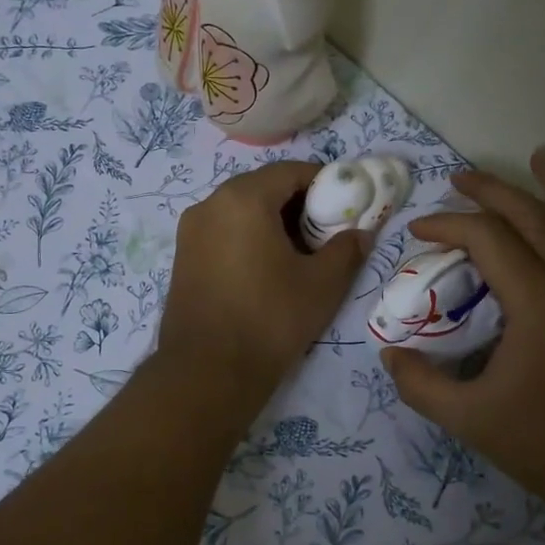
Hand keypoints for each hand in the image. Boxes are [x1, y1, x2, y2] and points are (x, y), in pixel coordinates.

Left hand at [157, 161, 367, 395]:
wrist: (207, 372)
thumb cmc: (270, 319)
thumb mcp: (322, 285)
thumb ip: (346, 250)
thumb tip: (361, 233)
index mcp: (243, 199)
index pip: (291, 172)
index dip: (324, 183)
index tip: (347, 204)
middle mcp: (210, 204)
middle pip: (263, 187)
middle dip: (299, 203)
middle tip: (326, 230)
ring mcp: (191, 231)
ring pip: (241, 210)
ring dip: (273, 221)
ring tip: (300, 252)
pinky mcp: (183, 257)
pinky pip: (223, 231)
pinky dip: (249, 237)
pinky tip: (268, 268)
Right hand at [383, 148, 544, 509]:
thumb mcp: (469, 418)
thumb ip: (420, 384)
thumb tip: (389, 354)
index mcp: (541, 301)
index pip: (488, 238)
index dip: (448, 226)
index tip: (418, 232)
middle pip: (535, 214)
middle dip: (492, 191)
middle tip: (459, 178)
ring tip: (542, 157)